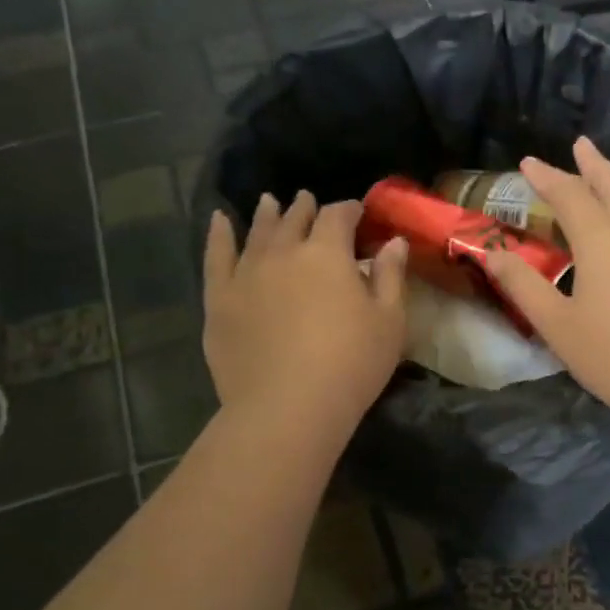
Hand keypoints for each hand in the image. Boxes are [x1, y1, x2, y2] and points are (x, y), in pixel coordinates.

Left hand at [203, 192, 407, 436]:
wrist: (287, 407)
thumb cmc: (351, 365)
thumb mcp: (389, 322)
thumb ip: (390, 277)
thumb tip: (393, 241)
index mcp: (327, 253)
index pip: (338, 216)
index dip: (349, 210)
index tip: (356, 213)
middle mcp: (283, 252)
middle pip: (294, 219)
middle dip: (305, 208)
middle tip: (308, 201)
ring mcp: (246, 274)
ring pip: (257, 232)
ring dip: (266, 215)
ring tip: (269, 203)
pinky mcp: (219, 299)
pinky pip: (216, 257)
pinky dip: (218, 235)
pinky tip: (218, 221)